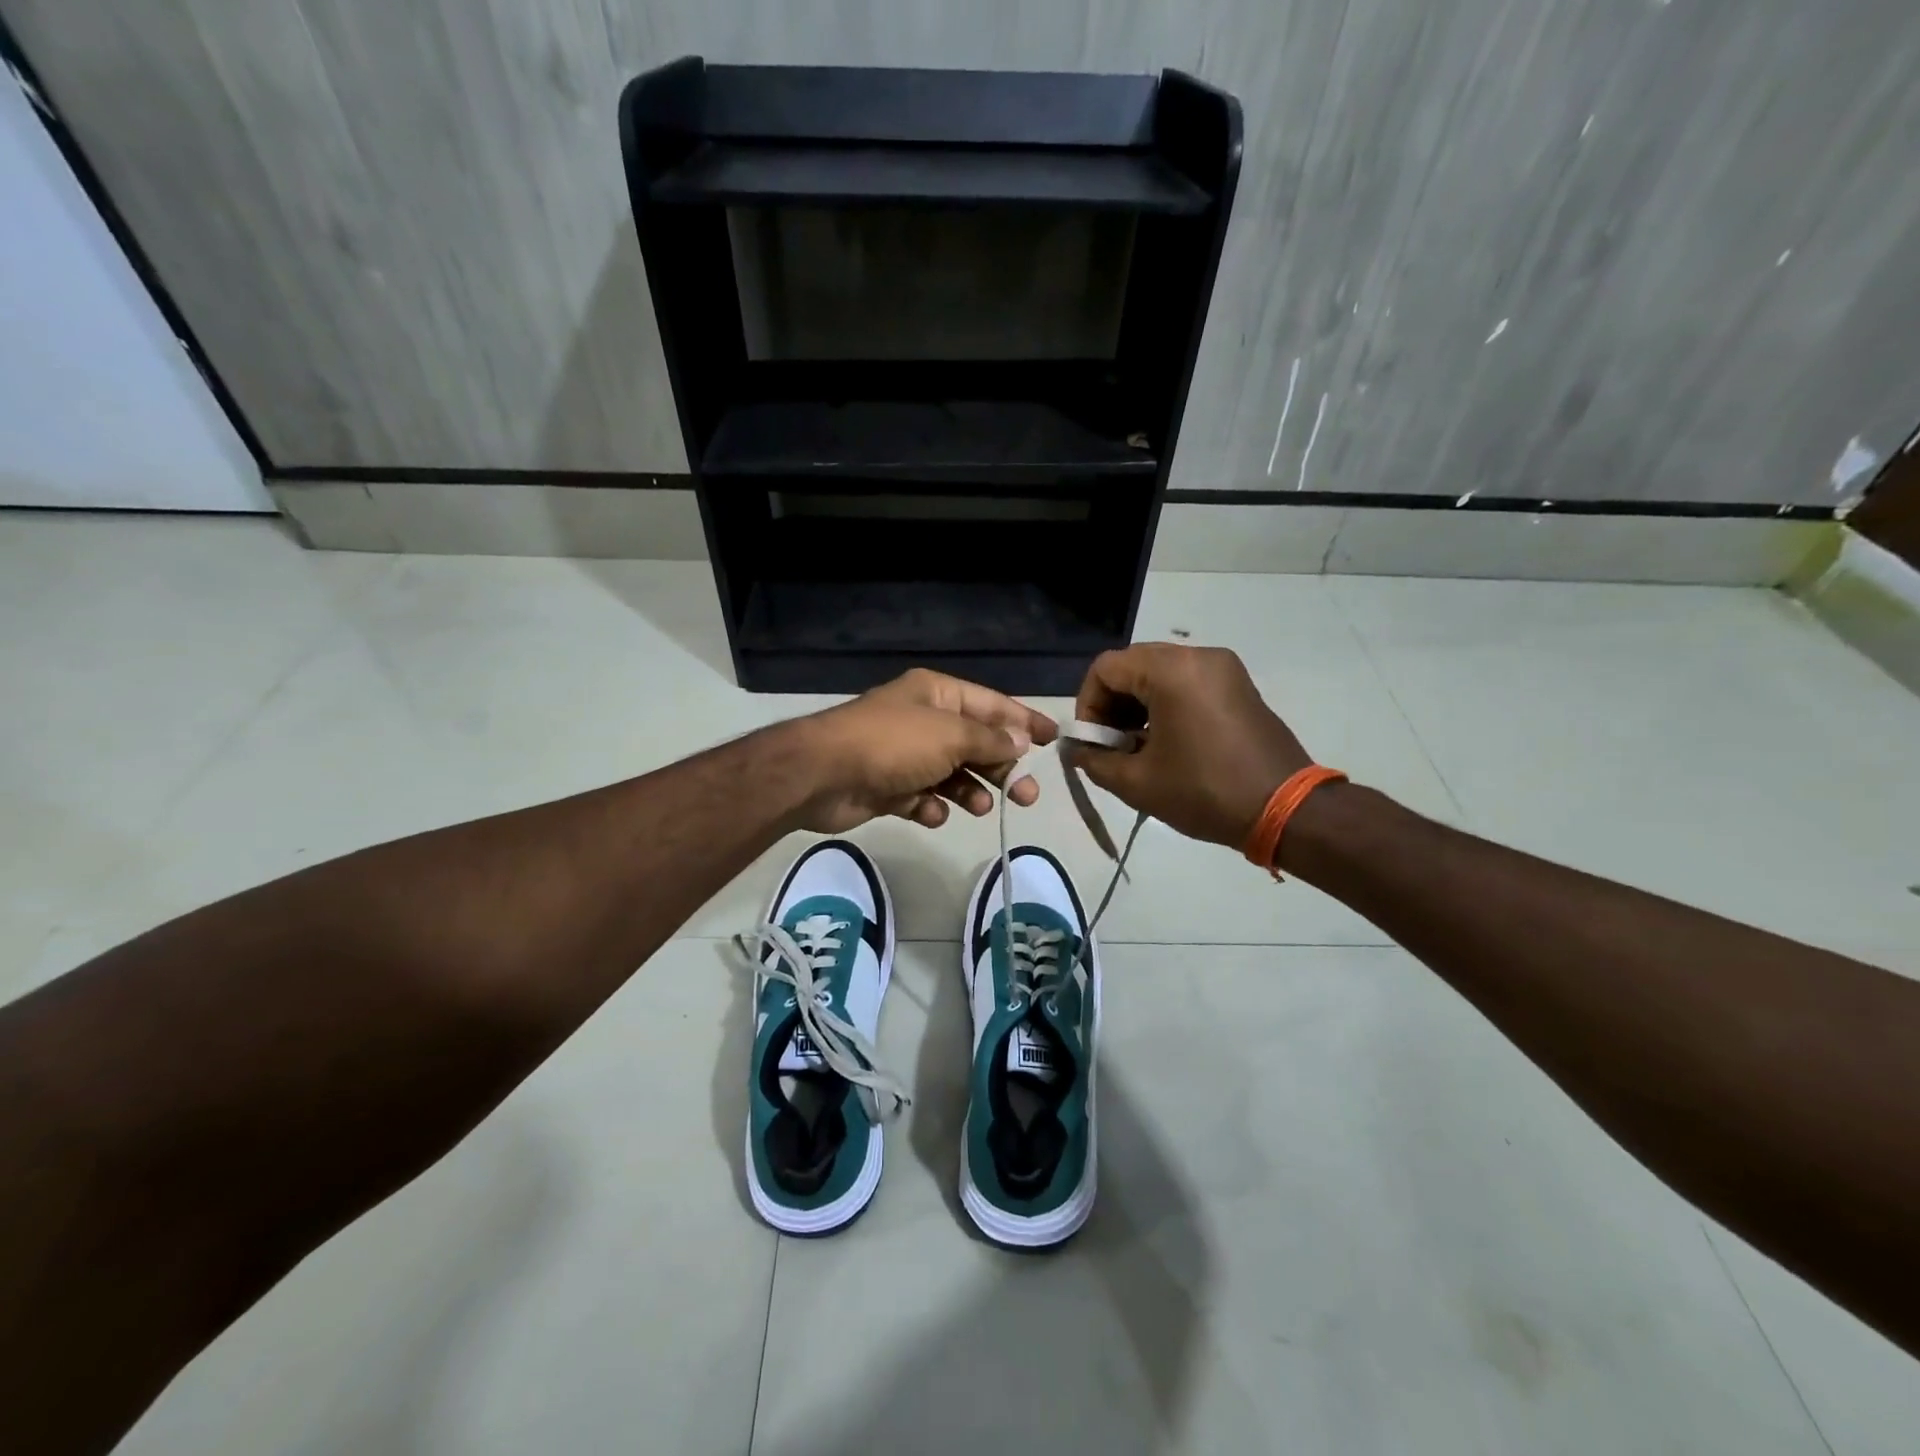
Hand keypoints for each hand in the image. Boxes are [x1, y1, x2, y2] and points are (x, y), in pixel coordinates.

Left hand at [794, 669, 1059, 833]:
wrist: (823, 775)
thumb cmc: (893, 744)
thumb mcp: (951, 735)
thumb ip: (990, 741)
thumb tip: (1020, 742)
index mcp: (938, 694)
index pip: (992, 705)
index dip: (1025, 721)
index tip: (1055, 739)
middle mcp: (924, 720)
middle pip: (975, 743)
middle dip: (1001, 767)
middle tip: (1027, 796)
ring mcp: (905, 756)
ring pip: (952, 774)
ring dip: (970, 791)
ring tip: (979, 807)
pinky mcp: (890, 788)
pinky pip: (924, 798)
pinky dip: (932, 807)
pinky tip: (931, 812)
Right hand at [1071, 643, 1310, 848]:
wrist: (1286, 809)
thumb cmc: (1204, 792)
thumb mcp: (1137, 782)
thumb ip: (1094, 760)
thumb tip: (1077, 750)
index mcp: (1171, 671)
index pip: (1106, 668)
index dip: (1087, 704)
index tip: (1092, 742)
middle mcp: (1198, 656)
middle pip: (1133, 665)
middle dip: (1111, 704)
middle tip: (1110, 745)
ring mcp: (1223, 668)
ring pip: (1159, 673)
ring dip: (1137, 705)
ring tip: (1137, 748)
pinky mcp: (1238, 685)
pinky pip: (1187, 682)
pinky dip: (1165, 704)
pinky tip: (1166, 742)